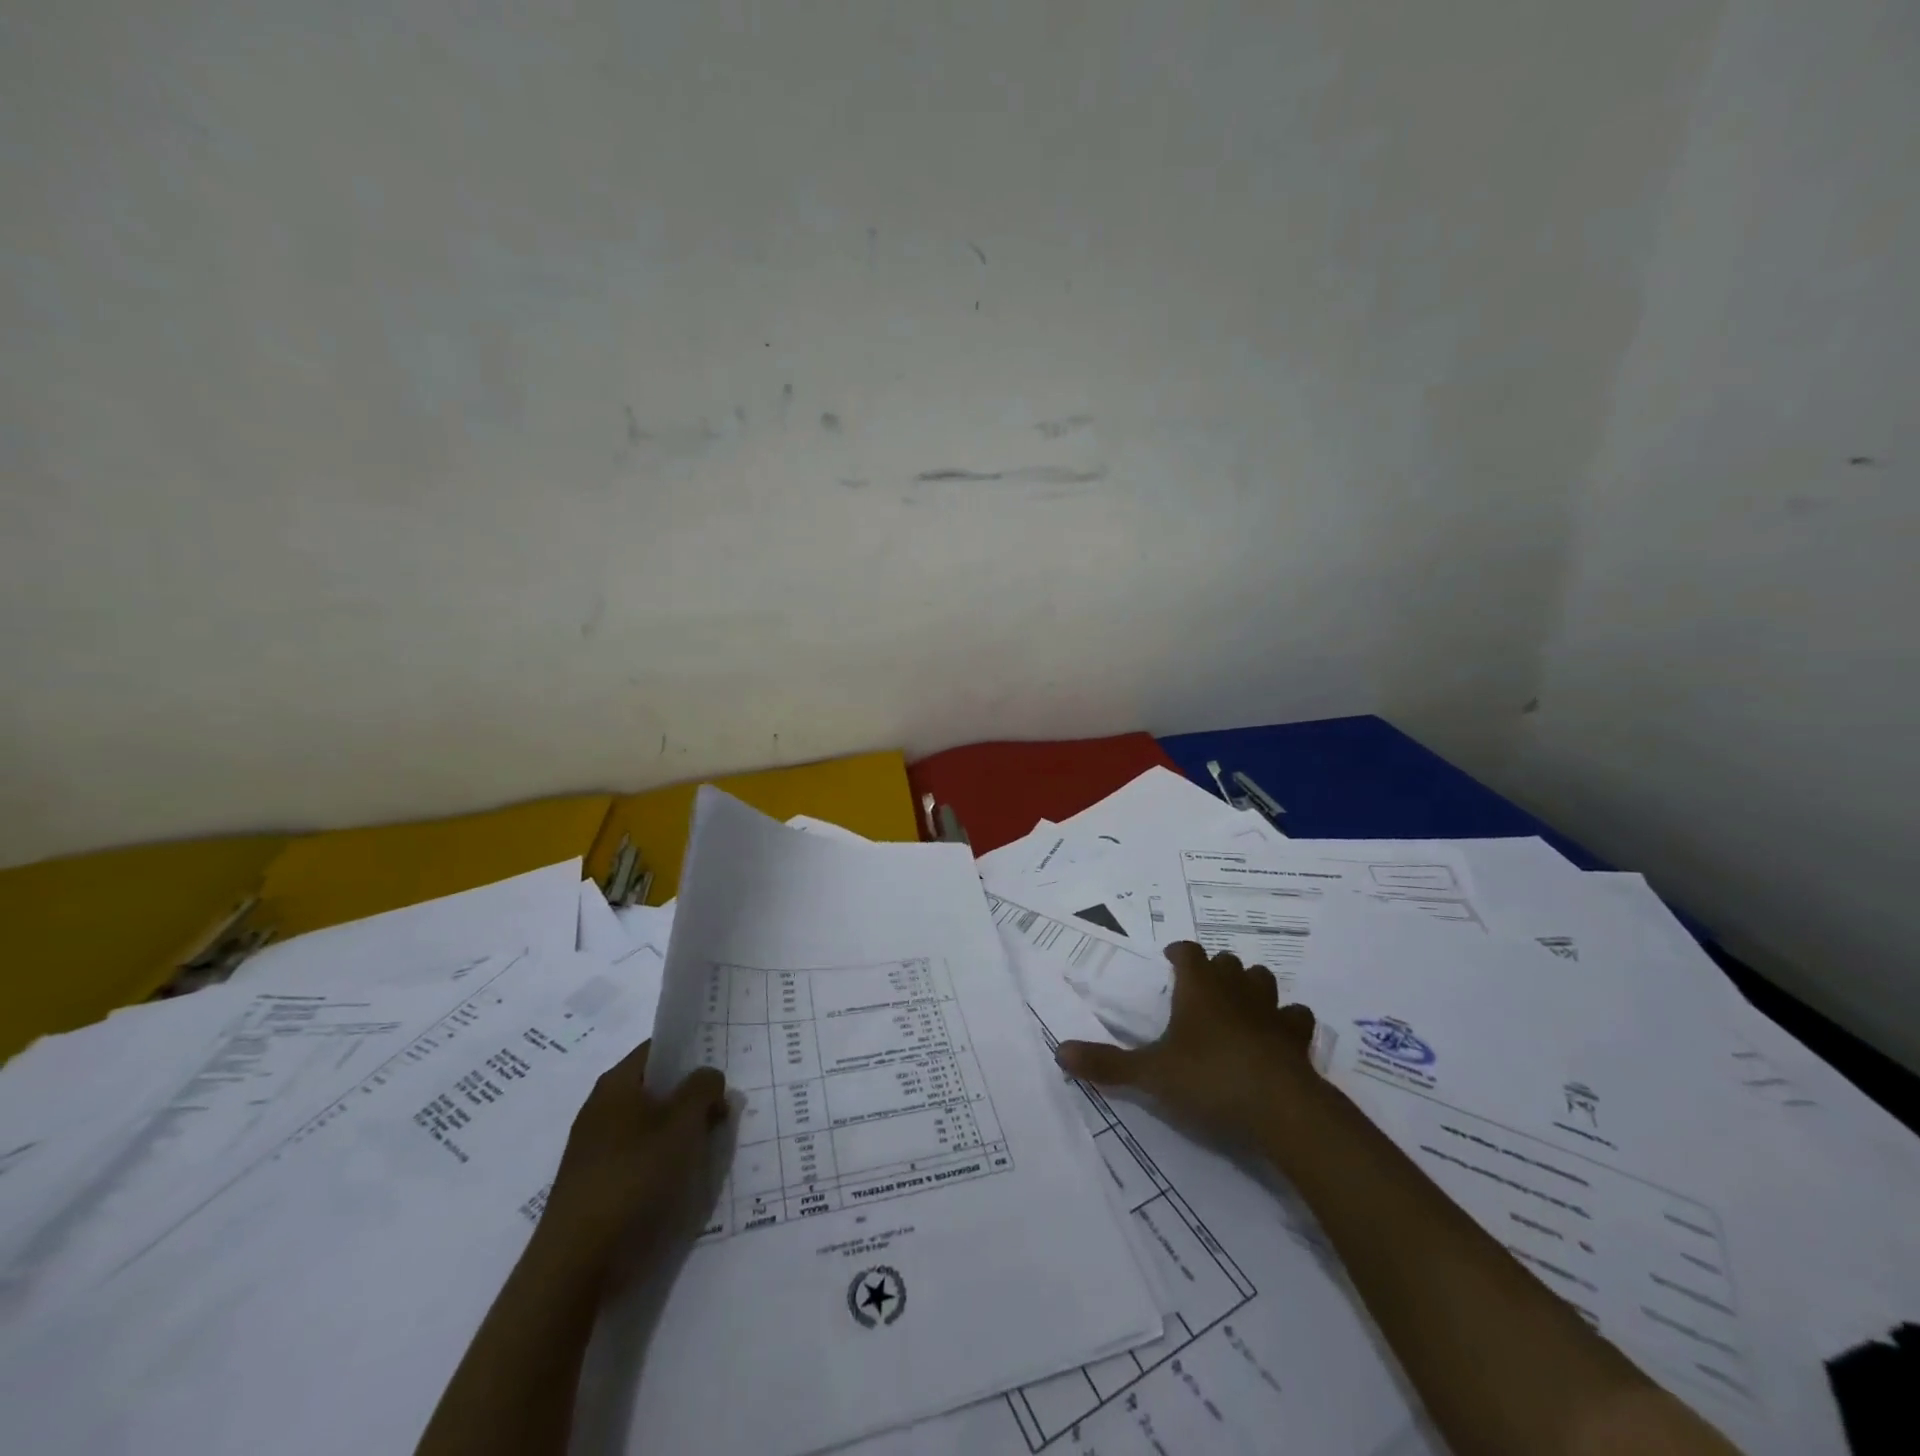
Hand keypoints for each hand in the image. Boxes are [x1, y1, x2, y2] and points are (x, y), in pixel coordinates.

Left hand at [537, 1041, 728, 1276]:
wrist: (576, 1262)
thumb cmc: (634, 1177)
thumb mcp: (683, 1123)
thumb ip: (703, 1089)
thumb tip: (709, 1078)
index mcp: (617, 1083)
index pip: (658, 1049)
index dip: (691, 1051)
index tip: (722, 1065)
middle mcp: (601, 1108)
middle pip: (655, 1088)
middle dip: (690, 1096)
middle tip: (724, 1108)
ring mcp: (594, 1149)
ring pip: (649, 1125)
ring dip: (679, 1131)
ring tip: (710, 1146)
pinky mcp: (596, 1184)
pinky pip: (638, 1157)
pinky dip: (662, 1160)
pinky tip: (682, 1178)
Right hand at [1055, 941, 1316, 1145]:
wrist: (1280, 1108)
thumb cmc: (1208, 1078)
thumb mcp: (1150, 1074)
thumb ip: (1107, 1064)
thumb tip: (1059, 1051)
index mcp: (1199, 988)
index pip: (1189, 952)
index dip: (1180, 951)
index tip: (1171, 957)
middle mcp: (1235, 989)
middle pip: (1227, 962)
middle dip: (1215, 969)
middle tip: (1200, 987)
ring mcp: (1270, 1011)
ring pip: (1263, 980)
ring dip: (1251, 986)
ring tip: (1239, 1004)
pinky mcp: (1297, 1038)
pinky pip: (1296, 1016)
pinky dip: (1286, 1020)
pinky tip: (1277, 1035)